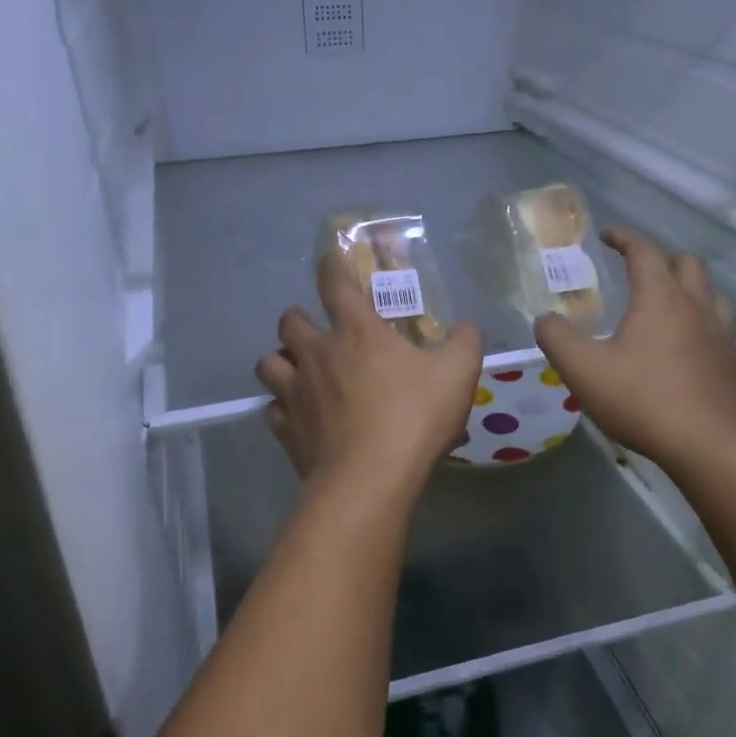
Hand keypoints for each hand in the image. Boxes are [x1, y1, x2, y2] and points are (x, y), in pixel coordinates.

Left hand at [256, 254, 483, 493]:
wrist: (370, 478)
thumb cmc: (414, 416)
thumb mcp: (458, 373)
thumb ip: (465, 343)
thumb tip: (467, 327)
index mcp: (357, 332)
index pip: (335, 284)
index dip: (331, 265)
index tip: (329, 258)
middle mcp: (317, 354)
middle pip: (289, 322)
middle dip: (297, 318)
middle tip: (312, 327)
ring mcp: (295, 393)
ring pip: (267, 362)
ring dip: (279, 360)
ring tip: (295, 369)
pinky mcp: (286, 430)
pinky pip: (272, 410)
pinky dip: (281, 408)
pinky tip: (296, 416)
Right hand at [534, 228, 735, 470]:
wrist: (707, 443)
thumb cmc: (641, 398)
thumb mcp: (583, 369)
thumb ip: (557, 338)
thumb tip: (545, 319)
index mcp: (659, 297)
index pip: (644, 251)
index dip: (624, 238)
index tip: (607, 236)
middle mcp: (695, 305)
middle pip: (686, 264)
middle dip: (660, 259)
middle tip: (637, 271)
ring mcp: (720, 333)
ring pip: (711, 292)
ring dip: (689, 287)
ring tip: (668, 302)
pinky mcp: (732, 361)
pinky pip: (721, 325)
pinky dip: (703, 320)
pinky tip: (688, 343)